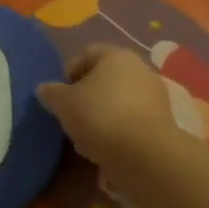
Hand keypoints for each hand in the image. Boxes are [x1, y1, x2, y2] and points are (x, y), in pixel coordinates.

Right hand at [36, 45, 177, 168]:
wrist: (144, 153)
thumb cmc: (99, 116)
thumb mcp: (63, 103)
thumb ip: (51, 93)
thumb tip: (45, 89)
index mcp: (116, 55)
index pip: (86, 54)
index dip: (69, 72)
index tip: (59, 95)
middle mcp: (139, 68)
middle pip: (105, 77)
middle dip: (87, 94)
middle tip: (72, 115)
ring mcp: (155, 94)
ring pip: (120, 99)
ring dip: (103, 112)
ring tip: (87, 135)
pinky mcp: (163, 120)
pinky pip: (132, 118)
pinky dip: (119, 128)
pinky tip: (106, 146)